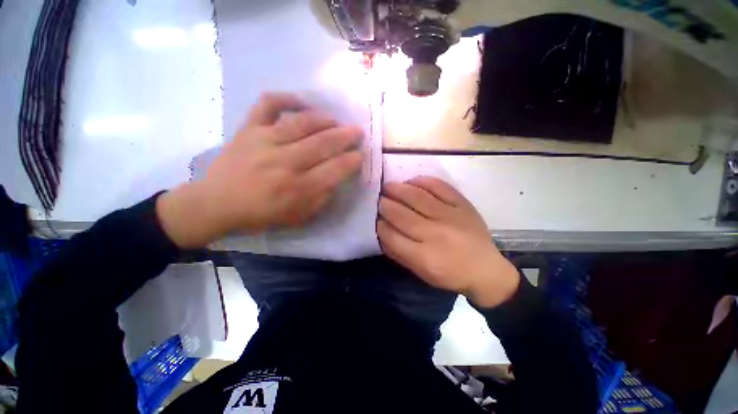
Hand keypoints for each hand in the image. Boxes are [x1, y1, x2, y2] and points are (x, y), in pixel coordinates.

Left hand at [157, 93, 362, 247]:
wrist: (217, 203)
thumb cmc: (262, 214)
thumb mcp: (299, 217)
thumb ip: (322, 198)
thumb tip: (337, 177)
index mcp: (299, 188)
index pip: (335, 169)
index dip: (353, 160)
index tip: (361, 155)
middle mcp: (285, 162)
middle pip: (324, 143)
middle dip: (346, 136)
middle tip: (358, 132)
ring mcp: (265, 141)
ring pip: (303, 123)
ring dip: (326, 120)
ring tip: (336, 121)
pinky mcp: (249, 129)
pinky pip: (268, 105)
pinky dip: (286, 98)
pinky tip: (301, 102)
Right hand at [377, 176, 518, 307]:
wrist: (485, 269)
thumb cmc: (449, 274)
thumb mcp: (420, 272)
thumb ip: (398, 253)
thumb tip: (381, 231)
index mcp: (424, 256)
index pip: (391, 235)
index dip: (379, 224)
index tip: (375, 218)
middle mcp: (435, 234)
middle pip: (401, 214)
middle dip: (384, 205)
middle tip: (377, 199)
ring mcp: (450, 216)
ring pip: (417, 197)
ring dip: (397, 189)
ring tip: (388, 186)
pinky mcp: (462, 205)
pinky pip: (439, 187)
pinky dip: (423, 181)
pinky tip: (411, 181)